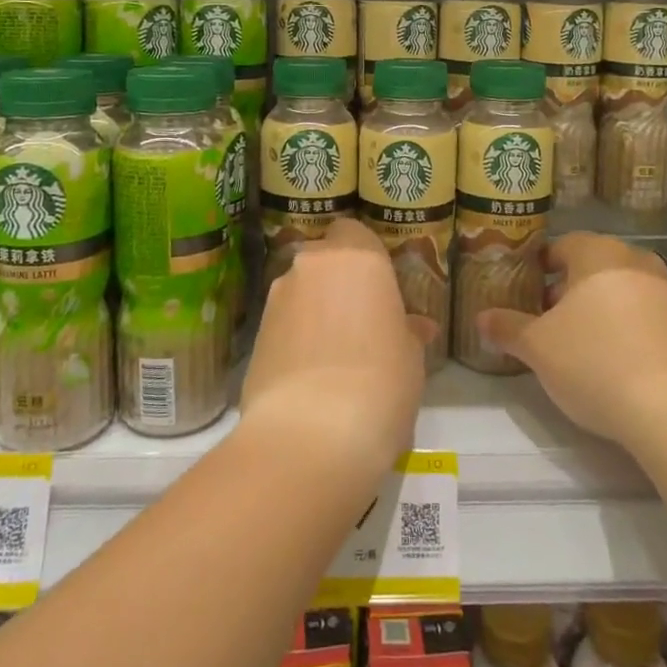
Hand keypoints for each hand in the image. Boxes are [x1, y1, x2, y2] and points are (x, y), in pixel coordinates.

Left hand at [241, 220, 436, 478]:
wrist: (310, 435)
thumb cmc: (380, 382)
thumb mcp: (410, 357)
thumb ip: (406, 331)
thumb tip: (413, 327)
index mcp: (357, 256)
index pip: (354, 231)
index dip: (364, 255)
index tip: (379, 286)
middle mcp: (311, 265)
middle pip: (323, 260)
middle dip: (337, 282)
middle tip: (360, 320)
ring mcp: (277, 298)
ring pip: (300, 291)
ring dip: (315, 310)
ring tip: (335, 354)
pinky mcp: (254, 334)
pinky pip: (283, 323)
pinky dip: (295, 337)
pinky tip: (310, 374)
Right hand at [476, 233, 666, 451]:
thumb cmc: (594, 361)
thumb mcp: (538, 347)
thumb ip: (508, 327)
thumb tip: (481, 317)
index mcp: (597, 253)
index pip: (561, 246)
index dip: (539, 268)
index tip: (524, 292)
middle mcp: (634, 261)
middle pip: (591, 267)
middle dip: (567, 290)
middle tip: (544, 320)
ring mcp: (665, 293)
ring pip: (618, 291)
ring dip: (596, 310)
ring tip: (575, 344)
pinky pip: (642, 316)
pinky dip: (623, 329)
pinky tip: (611, 361)